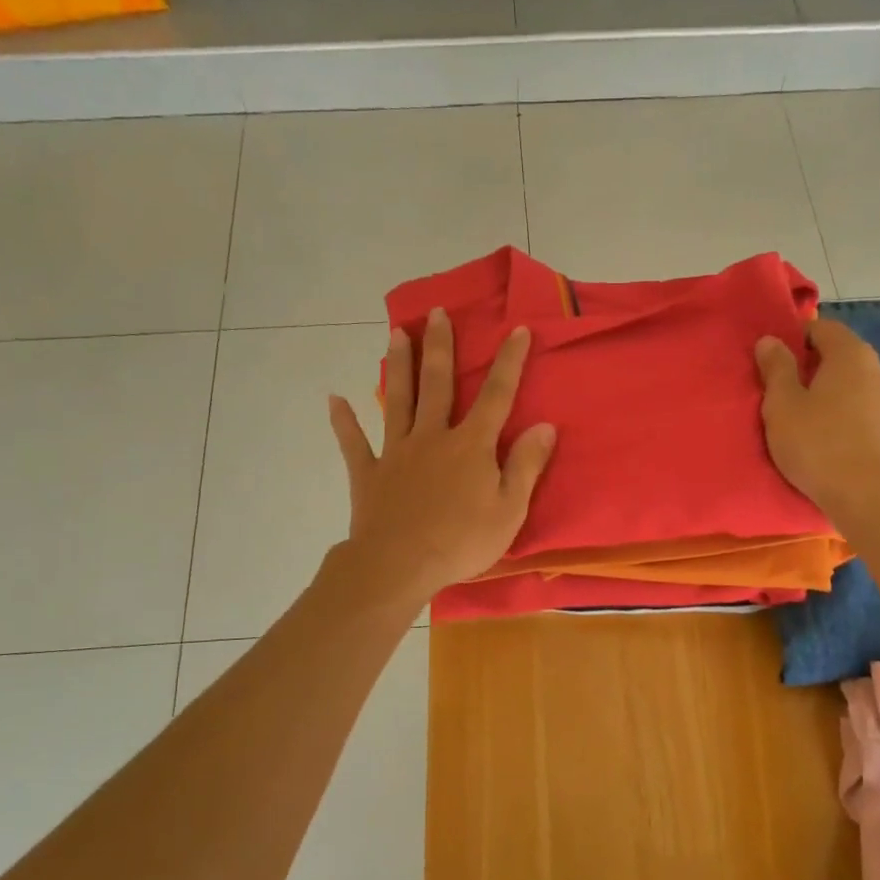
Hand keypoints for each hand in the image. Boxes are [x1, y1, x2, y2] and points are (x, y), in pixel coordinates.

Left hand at [328, 307, 556, 606]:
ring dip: (398, 366)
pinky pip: (354, 443)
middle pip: (437, 384)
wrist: (399, 566)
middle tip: (435, 313)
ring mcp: (397, 452)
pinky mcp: (369, 473)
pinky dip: (343, 421)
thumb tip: (545, 425)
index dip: (509, 362)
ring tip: (395, 334)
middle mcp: (433, 437)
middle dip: (439, 347)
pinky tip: (334, 399)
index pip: (496, 395)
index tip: (516, 329)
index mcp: (471, 445)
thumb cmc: (461, 542)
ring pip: (398, 400)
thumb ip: (526, 465)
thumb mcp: (509, 509)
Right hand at [755, 318, 879, 516]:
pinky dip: (848, 417)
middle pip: (843, 356)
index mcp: (852, 355)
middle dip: (814, 367)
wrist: (870, 499)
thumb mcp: (782, 406)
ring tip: (808, 419)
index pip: (823, 328)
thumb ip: (776, 369)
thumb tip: (770, 340)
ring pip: (856, 386)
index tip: (775, 359)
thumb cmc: (818, 445)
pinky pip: (867, 412)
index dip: (797, 336)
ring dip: (833, 394)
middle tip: (785, 391)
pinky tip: (832, 440)